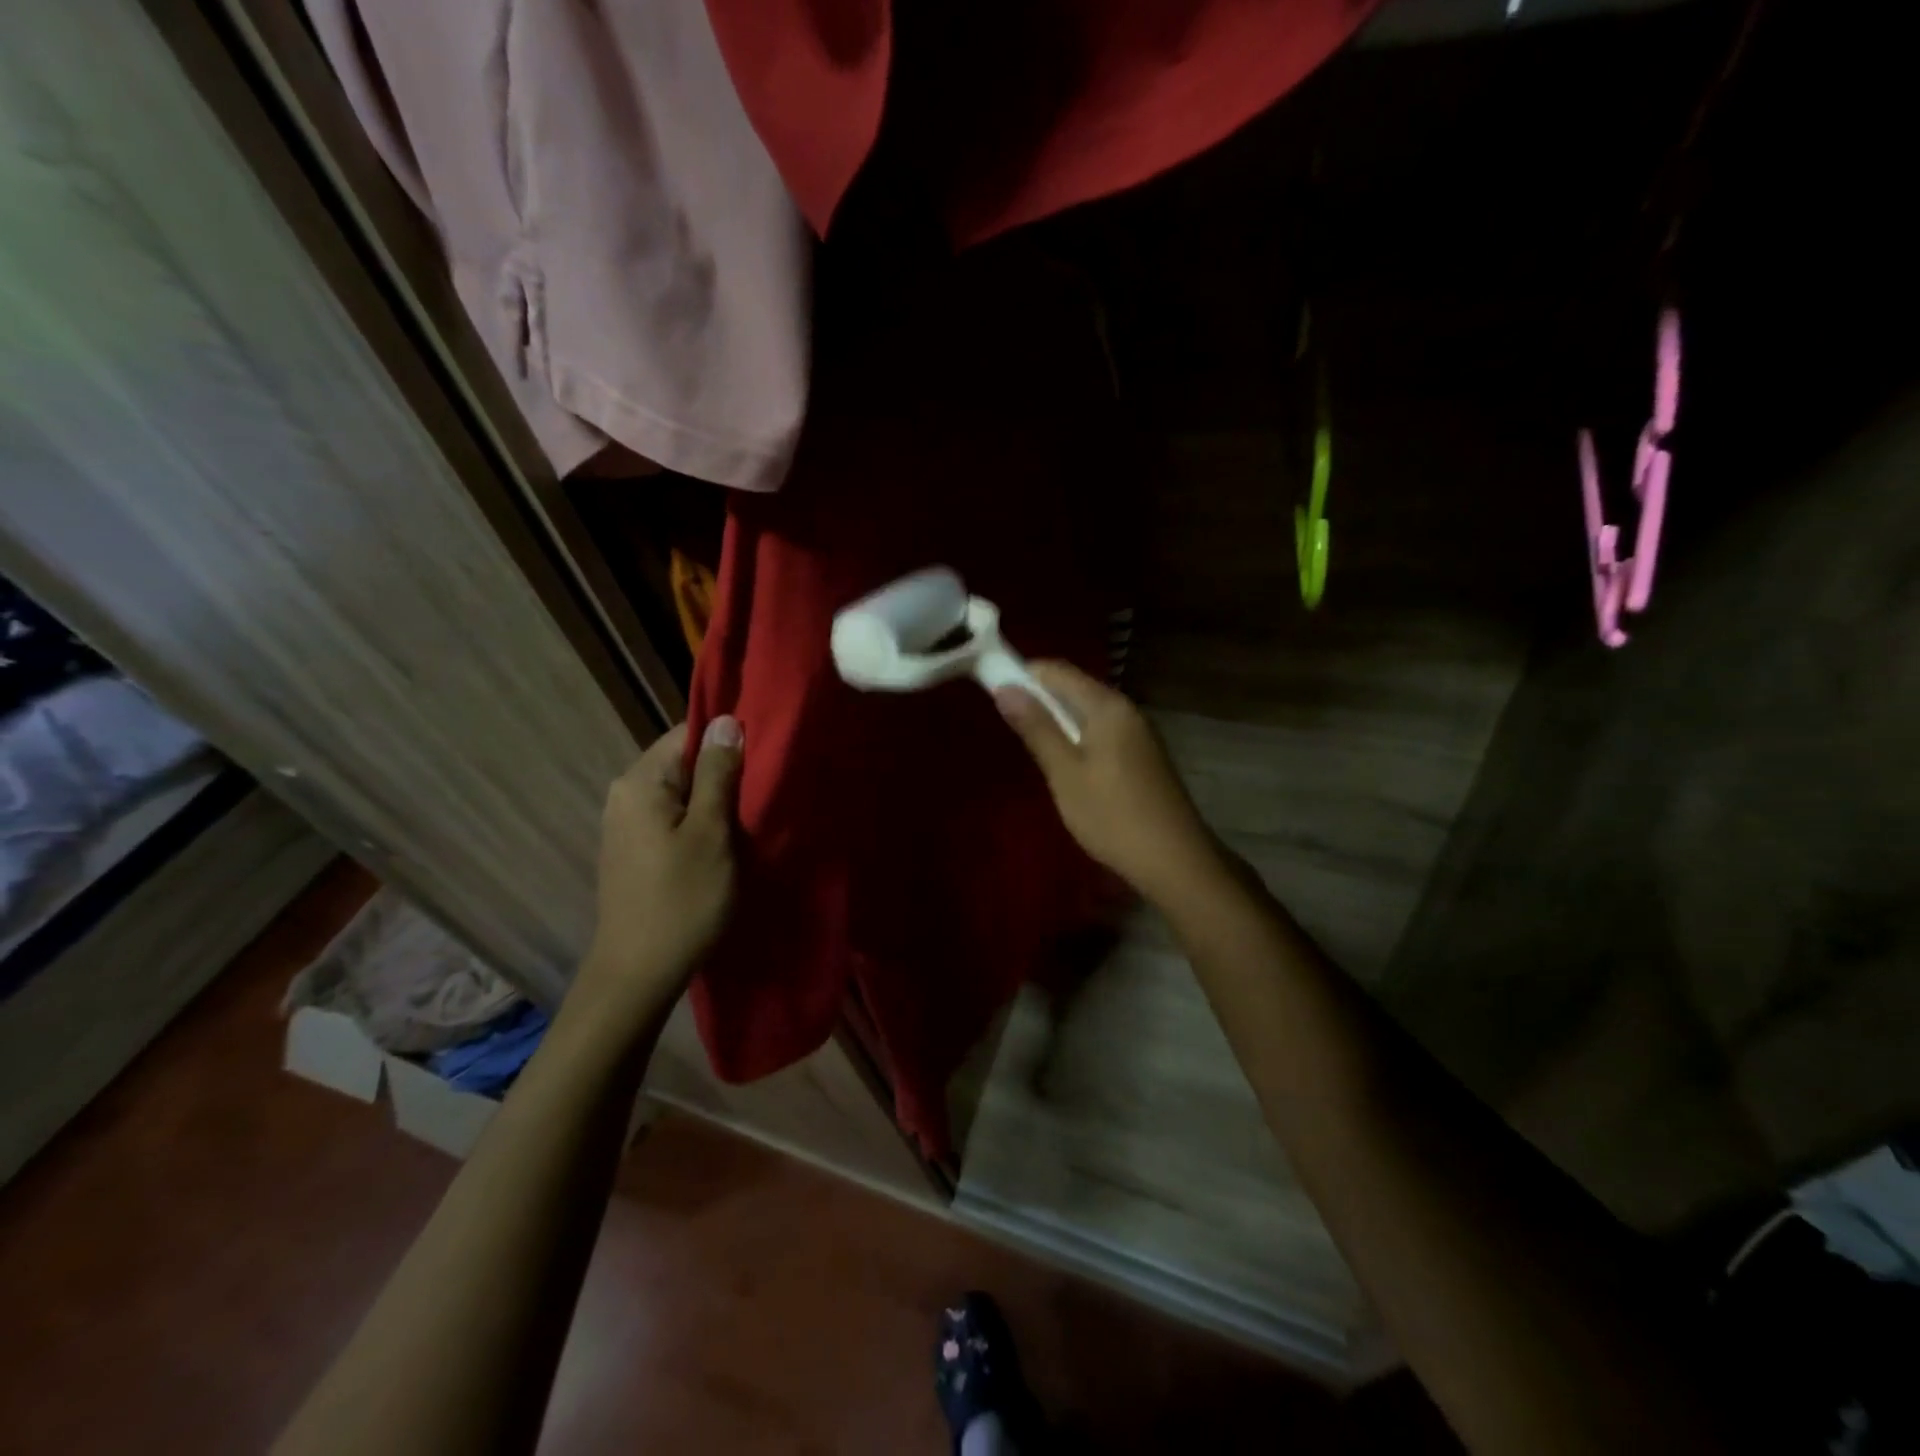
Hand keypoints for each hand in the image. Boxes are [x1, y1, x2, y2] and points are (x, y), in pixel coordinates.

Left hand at [570, 716, 742, 1032]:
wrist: (639, 973)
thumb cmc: (682, 899)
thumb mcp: (711, 832)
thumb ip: (718, 773)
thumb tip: (727, 721)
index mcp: (640, 782)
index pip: (689, 734)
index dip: (729, 740)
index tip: (766, 757)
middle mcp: (625, 794)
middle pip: (684, 763)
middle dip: (725, 773)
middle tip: (764, 792)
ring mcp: (626, 824)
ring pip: (682, 793)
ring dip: (716, 801)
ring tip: (750, 817)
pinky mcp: (634, 850)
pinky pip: (673, 818)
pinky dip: (700, 823)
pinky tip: (724, 843)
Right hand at [995, 663, 1223, 908]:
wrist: (1174, 860)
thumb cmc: (1112, 815)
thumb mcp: (1065, 773)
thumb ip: (1036, 728)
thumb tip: (1005, 688)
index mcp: (1108, 706)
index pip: (1058, 671)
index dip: (1024, 674)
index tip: (994, 690)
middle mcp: (1127, 710)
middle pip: (1075, 688)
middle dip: (1039, 698)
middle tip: (1009, 723)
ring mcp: (1139, 733)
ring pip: (1089, 712)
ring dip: (1058, 720)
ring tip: (1032, 745)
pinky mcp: (1143, 756)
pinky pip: (1102, 732)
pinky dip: (1078, 737)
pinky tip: (1066, 764)